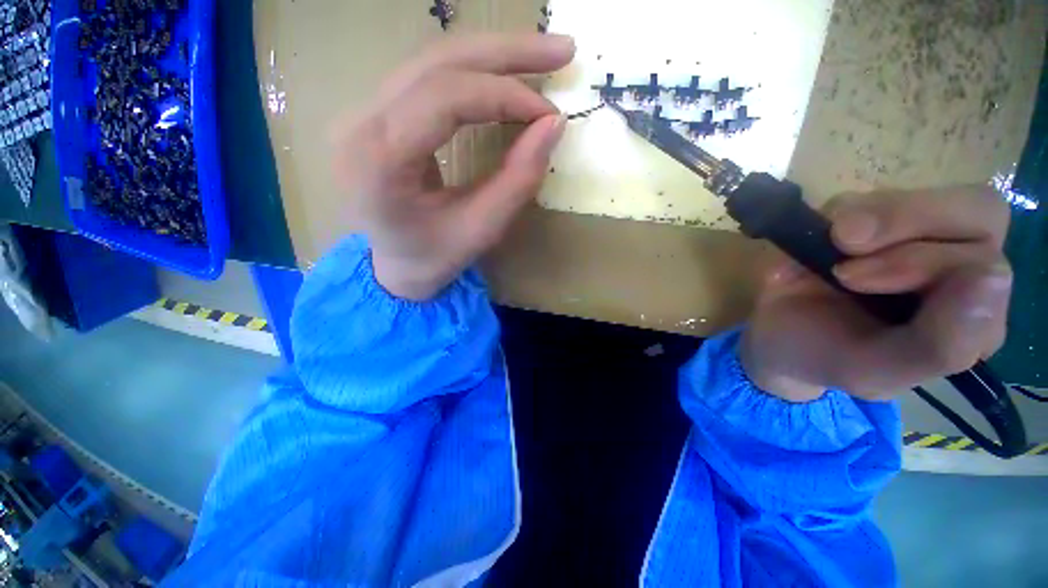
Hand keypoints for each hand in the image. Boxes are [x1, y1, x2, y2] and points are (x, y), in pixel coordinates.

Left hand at [330, 34, 574, 299]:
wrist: (396, 266)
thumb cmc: (435, 258)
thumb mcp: (482, 229)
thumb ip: (518, 179)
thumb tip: (554, 125)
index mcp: (379, 161)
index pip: (445, 98)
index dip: (505, 96)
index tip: (549, 114)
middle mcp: (360, 123)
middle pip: (437, 63)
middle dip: (506, 53)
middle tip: (561, 51)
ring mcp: (363, 113)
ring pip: (433, 61)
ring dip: (493, 55)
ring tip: (543, 55)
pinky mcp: (377, 114)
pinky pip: (429, 78)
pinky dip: (474, 73)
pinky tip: (505, 76)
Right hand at [740, 187, 1012, 401]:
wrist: (771, 333)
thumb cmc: (824, 357)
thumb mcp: (874, 371)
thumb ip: (939, 345)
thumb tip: (993, 277)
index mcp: (969, 312)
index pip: (987, 263)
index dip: (929, 262)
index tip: (855, 279)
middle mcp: (955, 263)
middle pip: (974, 211)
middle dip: (907, 224)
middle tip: (844, 248)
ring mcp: (912, 234)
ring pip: (923, 195)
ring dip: (870, 217)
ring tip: (828, 247)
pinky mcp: (868, 218)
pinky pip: (867, 197)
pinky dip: (840, 213)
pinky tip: (819, 240)